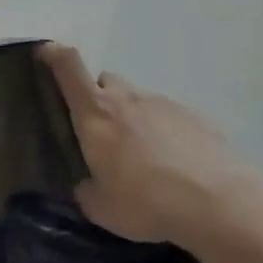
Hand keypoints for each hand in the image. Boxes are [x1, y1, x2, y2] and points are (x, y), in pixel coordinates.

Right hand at [39, 42, 262, 250]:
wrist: (218, 203)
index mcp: (95, 113)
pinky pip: (168, 118)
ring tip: (144, 159)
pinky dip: (164, 134)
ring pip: (138, 101)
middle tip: (102, 133)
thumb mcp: (101, 208)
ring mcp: (162, 103)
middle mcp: (126, 98)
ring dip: (133, 120)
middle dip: (99, 99)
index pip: (68, 66)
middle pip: (105, 82)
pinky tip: (175, 166)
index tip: (44, 53)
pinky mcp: (194, 117)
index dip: (53, 54)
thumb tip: (87, 185)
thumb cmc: (146, 202)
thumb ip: (86, 190)